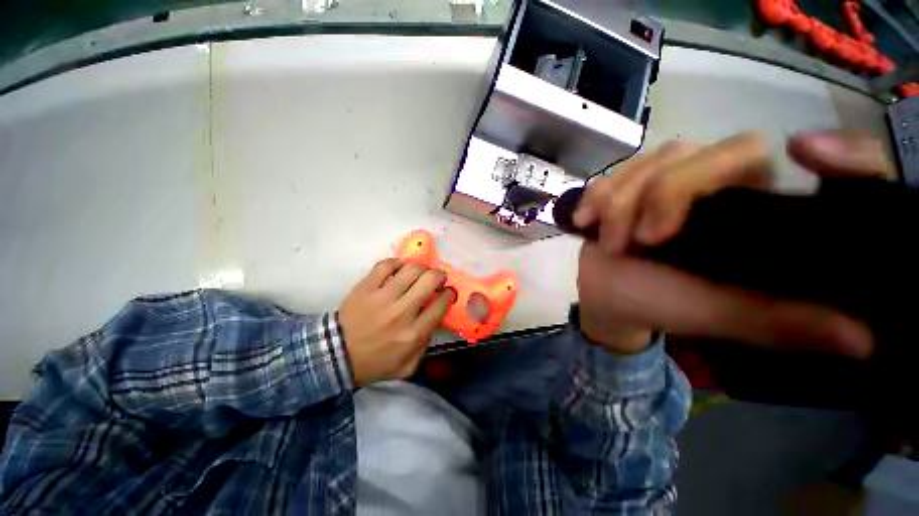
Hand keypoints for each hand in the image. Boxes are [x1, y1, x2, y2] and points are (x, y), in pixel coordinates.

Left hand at [339, 258, 456, 385]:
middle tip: (438, 277)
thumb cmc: (375, 362)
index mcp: (414, 334)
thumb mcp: (408, 366)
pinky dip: (397, 262)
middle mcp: (402, 312)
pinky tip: (400, 268)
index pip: (441, 305)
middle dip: (439, 276)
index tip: (448, 292)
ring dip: (421, 267)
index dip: (449, 294)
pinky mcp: (366, 287)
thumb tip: (436, 319)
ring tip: (420, 272)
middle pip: (429, 281)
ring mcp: (382, 297)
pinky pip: (386, 265)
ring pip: (411, 269)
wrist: (337, 356)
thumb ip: (426, 345)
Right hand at [573, 130, 888, 357]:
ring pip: (648, 161)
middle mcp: (709, 183)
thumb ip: (783, 322)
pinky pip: (611, 174)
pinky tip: (585, 221)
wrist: (608, 296)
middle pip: (695, 152)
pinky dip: (595, 196)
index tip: (802, 152)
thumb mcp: (722, 316)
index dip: (796, 145)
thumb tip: (867, 341)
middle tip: (637, 240)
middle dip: (660, 194)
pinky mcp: (623, 186)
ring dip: (618, 202)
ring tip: (606, 241)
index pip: (771, 161)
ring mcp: (660, 180)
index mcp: (746, 209)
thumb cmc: (661, 304)